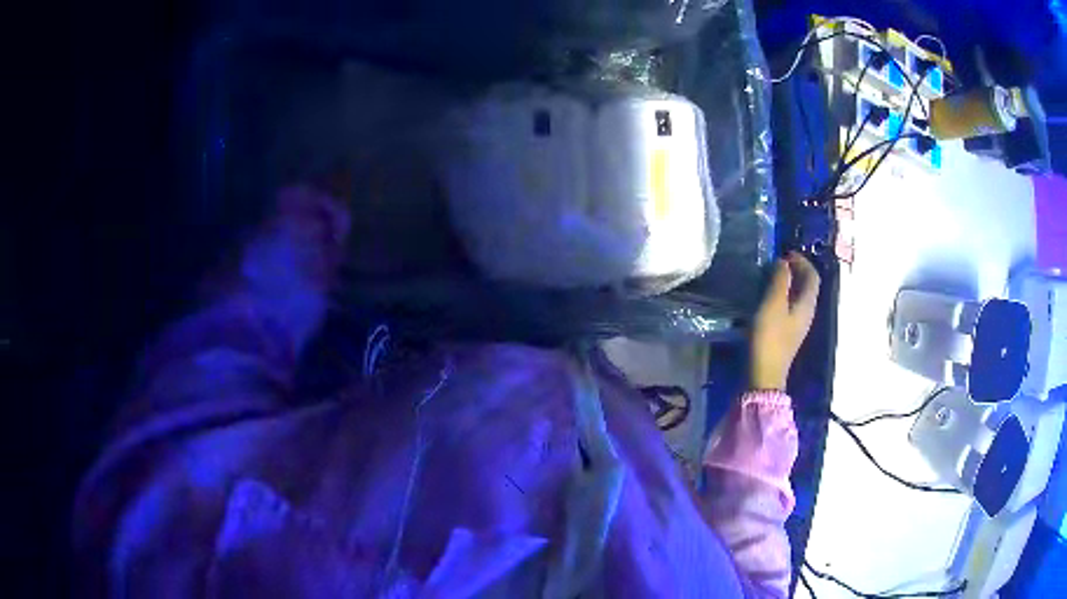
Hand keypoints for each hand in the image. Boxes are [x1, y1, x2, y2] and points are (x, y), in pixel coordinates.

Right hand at [750, 252, 820, 390]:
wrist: (764, 374)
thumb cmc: (769, 337)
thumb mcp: (773, 304)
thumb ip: (780, 280)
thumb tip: (784, 262)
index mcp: (807, 304)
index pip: (813, 276)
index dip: (802, 261)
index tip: (785, 253)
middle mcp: (807, 313)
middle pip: (807, 286)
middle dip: (796, 271)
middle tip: (777, 262)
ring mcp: (798, 325)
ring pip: (799, 296)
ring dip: (788, 283)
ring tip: (771, 276)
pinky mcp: (788, 333)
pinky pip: (790, 307)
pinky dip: (783, 296)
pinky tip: (768, 298)